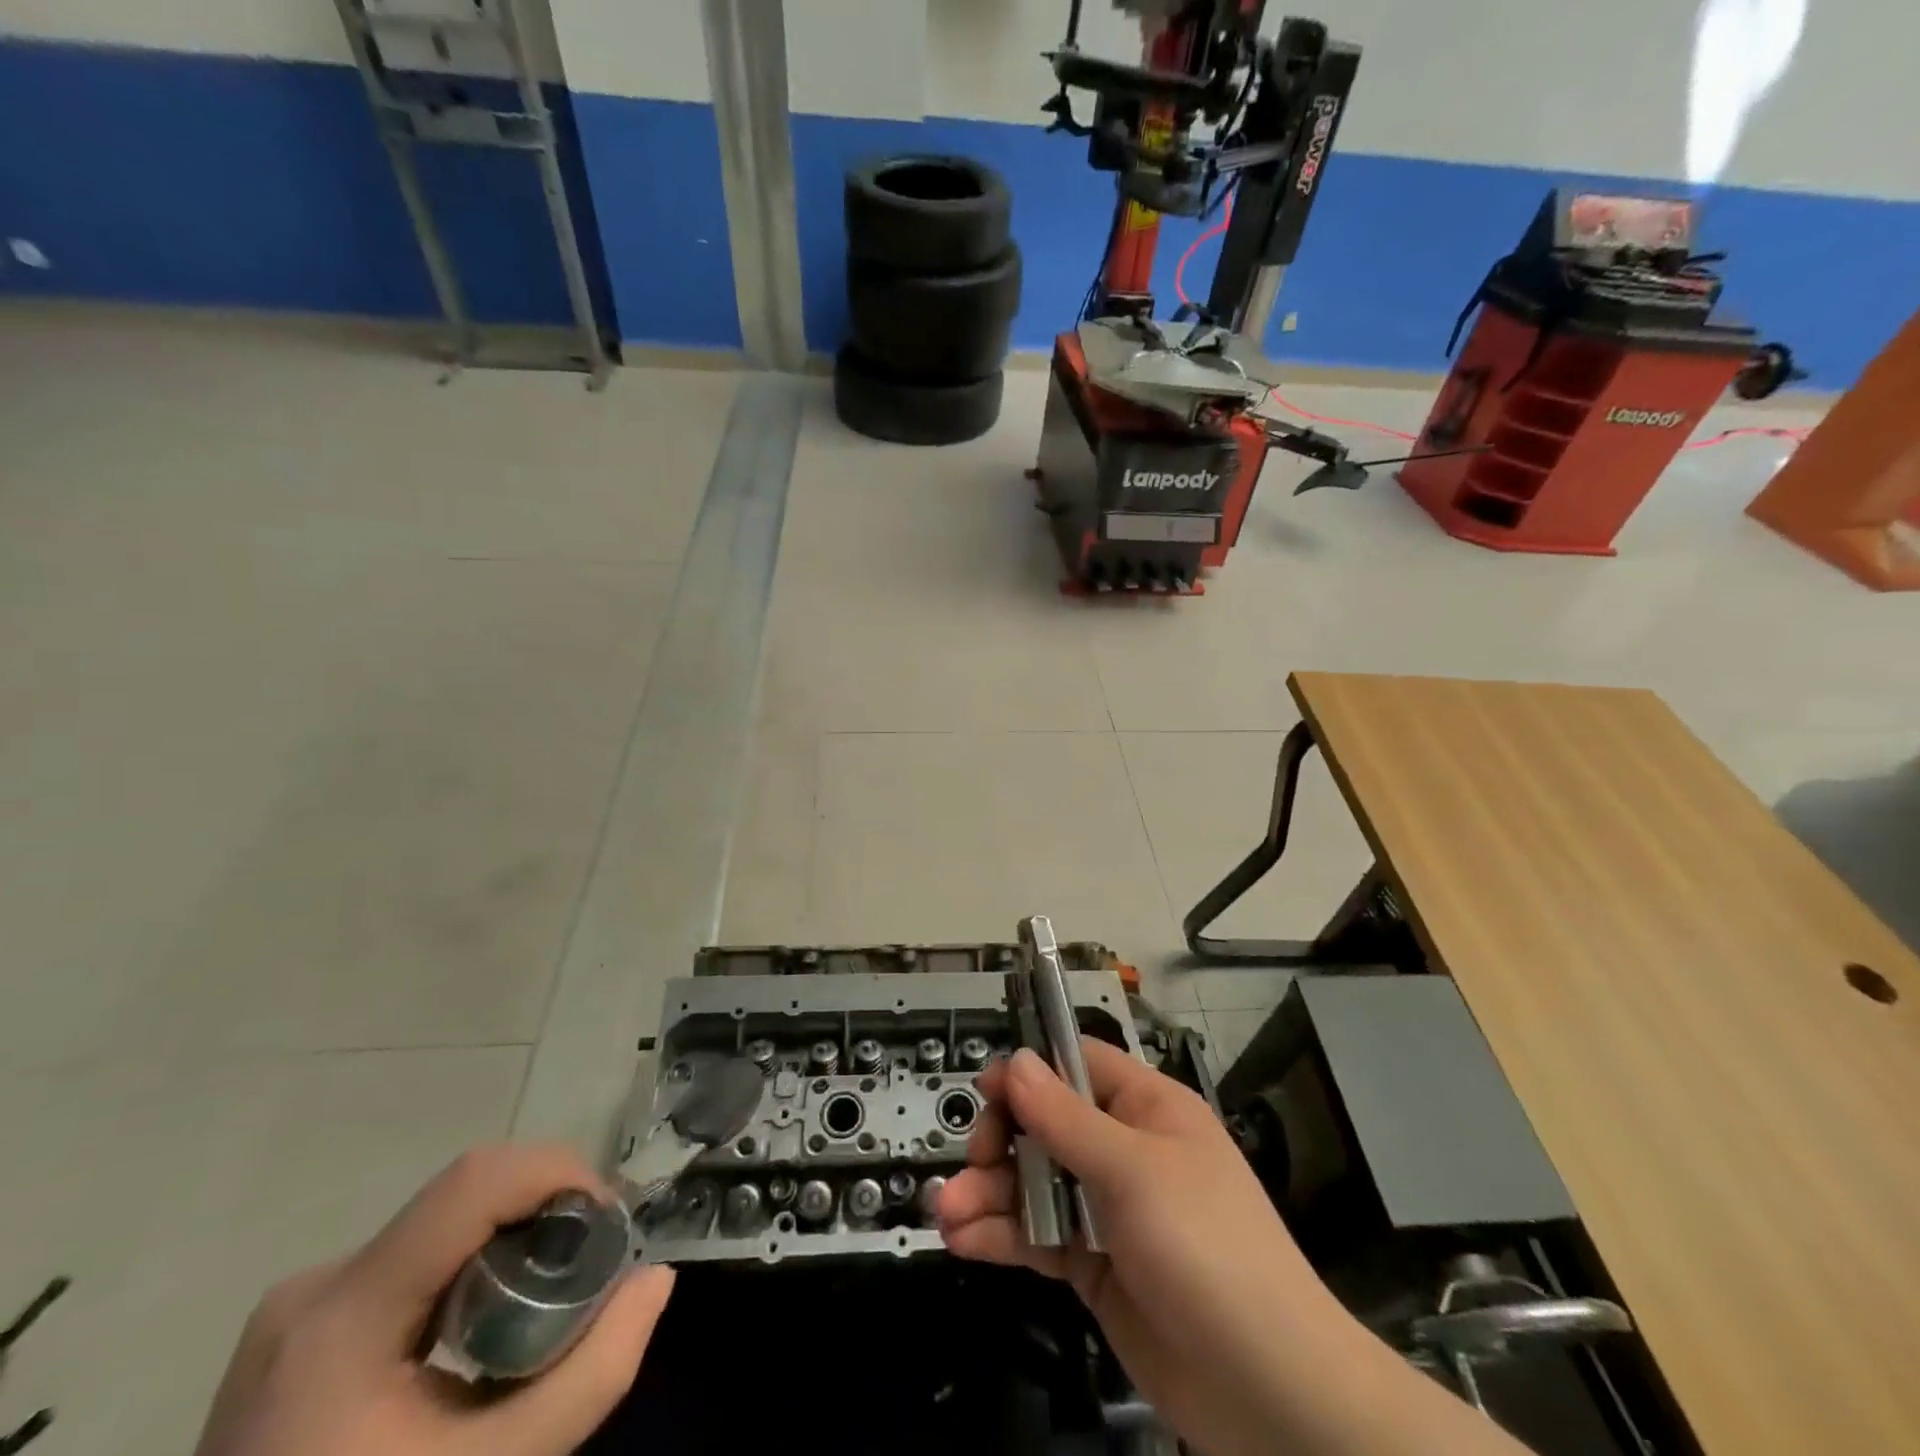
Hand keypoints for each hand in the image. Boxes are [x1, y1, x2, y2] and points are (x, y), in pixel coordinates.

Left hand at [195, 1144, 674, 1455]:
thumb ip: (590, 1375)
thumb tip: (655, 1278)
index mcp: (343, 1316)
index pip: (474, 1182)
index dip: (558, 1172)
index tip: (606, 1224)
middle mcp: (316, 1287)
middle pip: (464, 1201)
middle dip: (544, 1216)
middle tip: (586, 1274)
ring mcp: (298, 1307)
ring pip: (444, 1228)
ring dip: (511, 1244)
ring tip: (540, 1309)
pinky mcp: (298, 1328)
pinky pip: (414, 1260)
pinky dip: (471, 1272)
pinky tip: (481, 1332)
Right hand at [937, 1044, 1533, 1455]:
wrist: (1267, 1392)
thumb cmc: (1207, 1249)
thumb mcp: (1133, 1171)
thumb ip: (1065, 1118)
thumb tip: (1015, 1060)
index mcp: (1147, 1109)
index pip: (1077, 1065)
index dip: (1030, 1072)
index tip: (986, 1092)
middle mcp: (1125, 1151)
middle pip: (1046, 1125)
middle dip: (1001, 1140)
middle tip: (974, 1162)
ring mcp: (1108, 1211)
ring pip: (1035, 1184)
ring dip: (988, 1193)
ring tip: (945, 1212)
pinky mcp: (1094, 1266)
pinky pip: (1038, 1237)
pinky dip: (1001, 1236)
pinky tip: (963, 1240)